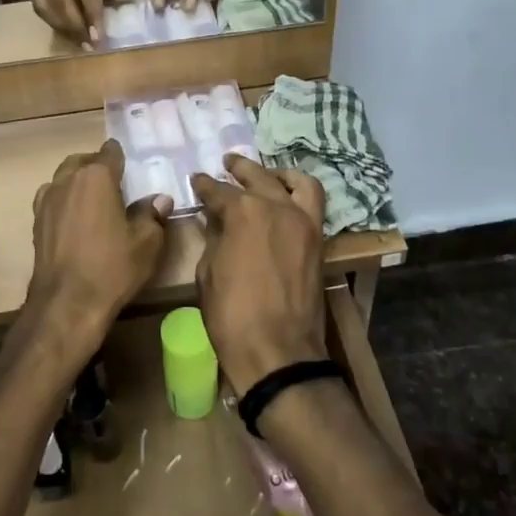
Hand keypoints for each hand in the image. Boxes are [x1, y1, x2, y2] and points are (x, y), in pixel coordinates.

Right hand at [22, 0, 118, 43]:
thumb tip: (119, 0)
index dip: (93, 11)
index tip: (100, 34)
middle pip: (61, 0)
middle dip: (75, 26)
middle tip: (90, 46)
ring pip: (46, 6)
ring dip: (62, 27)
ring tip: (80, 43)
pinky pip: (39, 4)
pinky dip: (52, 20)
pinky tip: (66, 30)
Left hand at [24, 142, 173, 361]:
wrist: (66, 303)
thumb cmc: (111, 267)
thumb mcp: (146, 243)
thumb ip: (152, 215)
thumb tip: (160, 199)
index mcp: (96, 177)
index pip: (110, 152)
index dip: (120, 155)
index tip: (128, 163)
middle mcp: (67, 181)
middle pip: (81, 161)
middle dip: (96, 165)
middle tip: (112, 181)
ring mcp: (47, 201)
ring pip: (62, 178)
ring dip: (76, 181)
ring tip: (92, 199)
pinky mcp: (36, 223)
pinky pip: (51, 199)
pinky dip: (63, 200)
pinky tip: (74, 219)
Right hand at [190, 156, 327, 394]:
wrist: (278, 352)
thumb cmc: (231, 315)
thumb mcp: (208, 273)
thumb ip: (214, 238)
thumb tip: (217, 221)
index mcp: (243, 212)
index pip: (218, 191)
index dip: (204, 186)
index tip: (196, 180)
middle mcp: (276, 206)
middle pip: (256, 177)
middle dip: (238, 169)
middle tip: (226, 163)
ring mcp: (303, 222)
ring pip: (294, 182)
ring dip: (276, 173)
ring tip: (264, 174)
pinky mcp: (318, 240)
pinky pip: (313, 203)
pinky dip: (300, 192)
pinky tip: (286, 197)